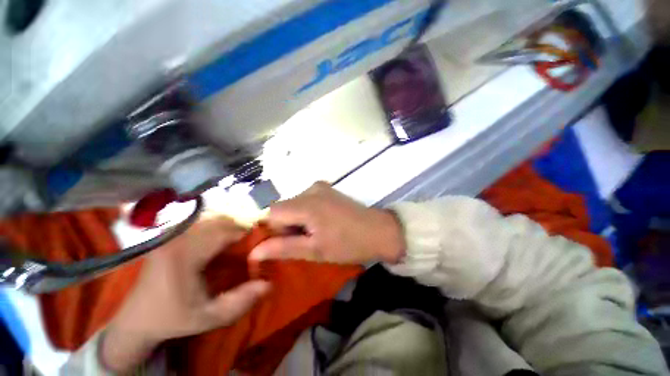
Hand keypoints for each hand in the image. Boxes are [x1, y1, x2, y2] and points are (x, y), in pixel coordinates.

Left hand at [101, 217, 270, 372]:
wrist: (138, 318)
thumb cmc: (173, 317)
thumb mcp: (207, 318)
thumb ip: (239, 302)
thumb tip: (269, 284)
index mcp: (184, 254)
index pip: (225, 230)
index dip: (249, 230)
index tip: (266, 235)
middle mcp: (179, 237)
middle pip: (222, 219)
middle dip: (244, 224)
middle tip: (259, 235)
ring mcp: (174, 232)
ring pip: (215, 216)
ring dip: (235, 221)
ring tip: (247, 233)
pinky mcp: (174, 233)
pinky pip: (206, 220)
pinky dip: (223, 222)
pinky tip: (229, 233)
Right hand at [249, 182, 404, 264]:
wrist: (379, 231)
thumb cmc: (348, 244)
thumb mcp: (315, 251)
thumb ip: (283, 248)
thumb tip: (254, 251)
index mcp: (307, 204)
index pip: (272, 213)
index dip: (275, 230)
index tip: (289, 243)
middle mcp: (310, 189)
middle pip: (283, 207)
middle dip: (288, 225)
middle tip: (306, 240)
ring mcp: (321, 187)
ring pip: (294, 204)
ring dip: (298, 219)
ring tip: (316, 232)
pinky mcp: (328, 189)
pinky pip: (306, 200)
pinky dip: (307, 212)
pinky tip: (322, 222)